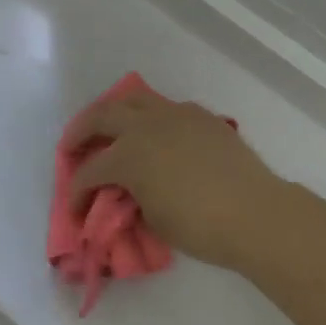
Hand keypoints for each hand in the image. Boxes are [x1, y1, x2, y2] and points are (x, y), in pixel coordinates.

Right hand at [66, 92, 281, 268]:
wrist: (254, 212)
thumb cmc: (200, 225)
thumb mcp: (153, 219)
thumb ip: (131, 200)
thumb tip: (127, 193)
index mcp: (129, 154)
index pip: (90, 171)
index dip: (77, 193)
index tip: (76, 211)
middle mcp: (147, 125)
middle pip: (102, 116)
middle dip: (81, 131)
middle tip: (71, 147)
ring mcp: (176, 115)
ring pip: (135, 99)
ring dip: (114, 112)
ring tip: (108, 126)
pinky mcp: (202, 116)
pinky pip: (167, 108)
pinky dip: (151, 117)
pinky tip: (154, 133)